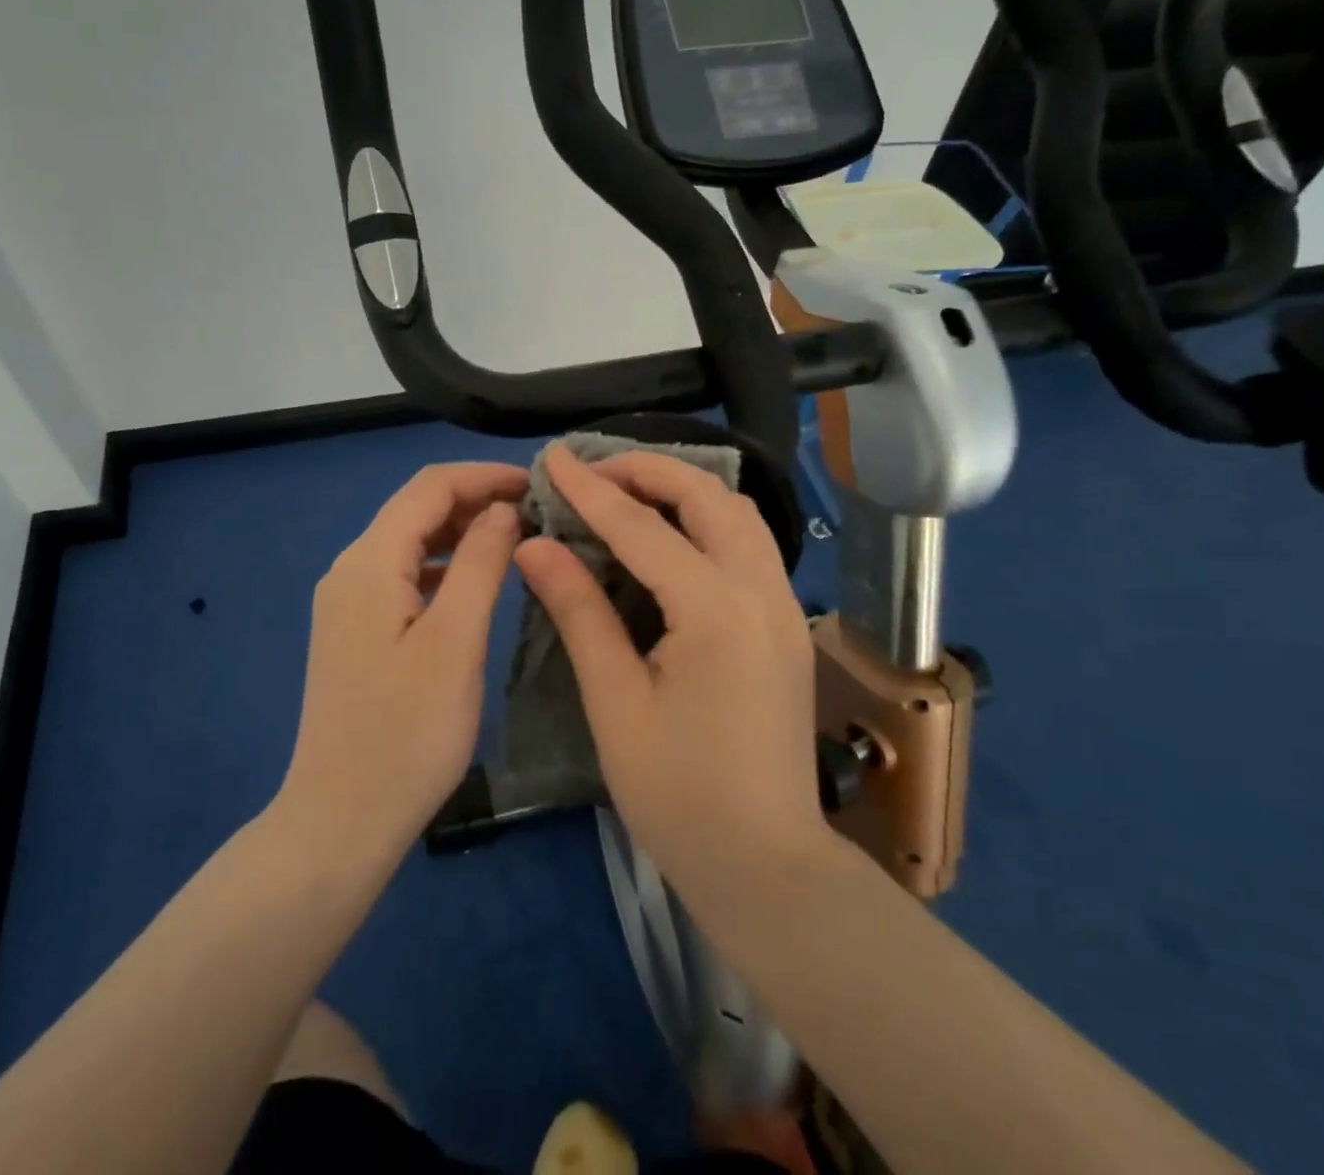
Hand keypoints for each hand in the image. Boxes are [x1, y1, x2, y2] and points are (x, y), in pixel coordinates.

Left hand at [277, 462, 526, 862]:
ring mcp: (347, 602)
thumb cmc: (407, 733)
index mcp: (369, 562)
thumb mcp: (455, 641)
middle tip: (536, 513)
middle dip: (475, 500)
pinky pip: (403, 576)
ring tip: (517, 540)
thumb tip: (502, 510)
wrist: (340, 820)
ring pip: (410, 543)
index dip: (484, 476)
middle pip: (416, 510)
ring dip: (461, 533)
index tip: (538, 484)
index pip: (430, 487)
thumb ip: (481, 564)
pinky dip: (444, 567)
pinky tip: (476, 584)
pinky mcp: (355, 631)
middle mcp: (350, 569)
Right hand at [513, 446, 825, 903]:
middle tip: (593, 472)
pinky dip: (707, 520)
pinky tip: (670, 538)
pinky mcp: (787, 625)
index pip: (642, 528)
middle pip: (709, 497)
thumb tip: (536, 545)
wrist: (766, 866)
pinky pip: (749, 544)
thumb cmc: (679, 795)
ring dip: (684, 490)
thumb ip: (579, 611)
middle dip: (649, 471)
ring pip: (739, 514)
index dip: (591, 490)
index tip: (552, 458)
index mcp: (716, 611)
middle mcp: (762, 593)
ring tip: (627, 493)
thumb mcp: (615, 702)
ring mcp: (784, 607)